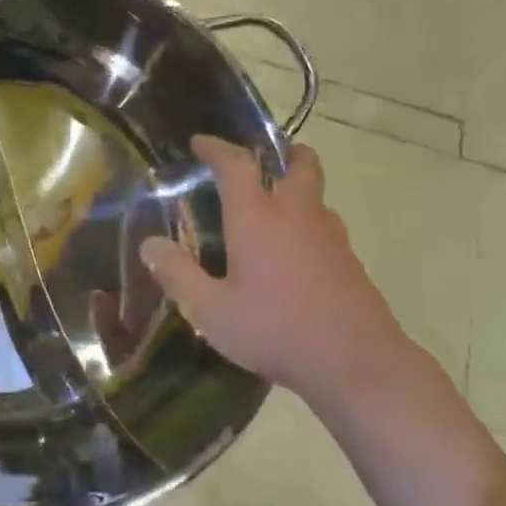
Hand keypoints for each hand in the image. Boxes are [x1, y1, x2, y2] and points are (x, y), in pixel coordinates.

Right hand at [140, 135, 431, 405]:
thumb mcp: (212, 311)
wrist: (356, 363)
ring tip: (276, 209)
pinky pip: (326, 227)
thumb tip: (150, 245)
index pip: (236, 166)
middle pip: (299, 165)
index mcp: (257, 219)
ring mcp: (330, 237)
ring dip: (298, 189)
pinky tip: (295, 255)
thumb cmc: (276, 330)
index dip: (217, 148)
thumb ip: (178, 275)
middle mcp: (296, 216)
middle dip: (283, 153)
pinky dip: (309, 225)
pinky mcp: (350, 262)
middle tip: (265, 159)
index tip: (200, 142)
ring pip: (316, 196)